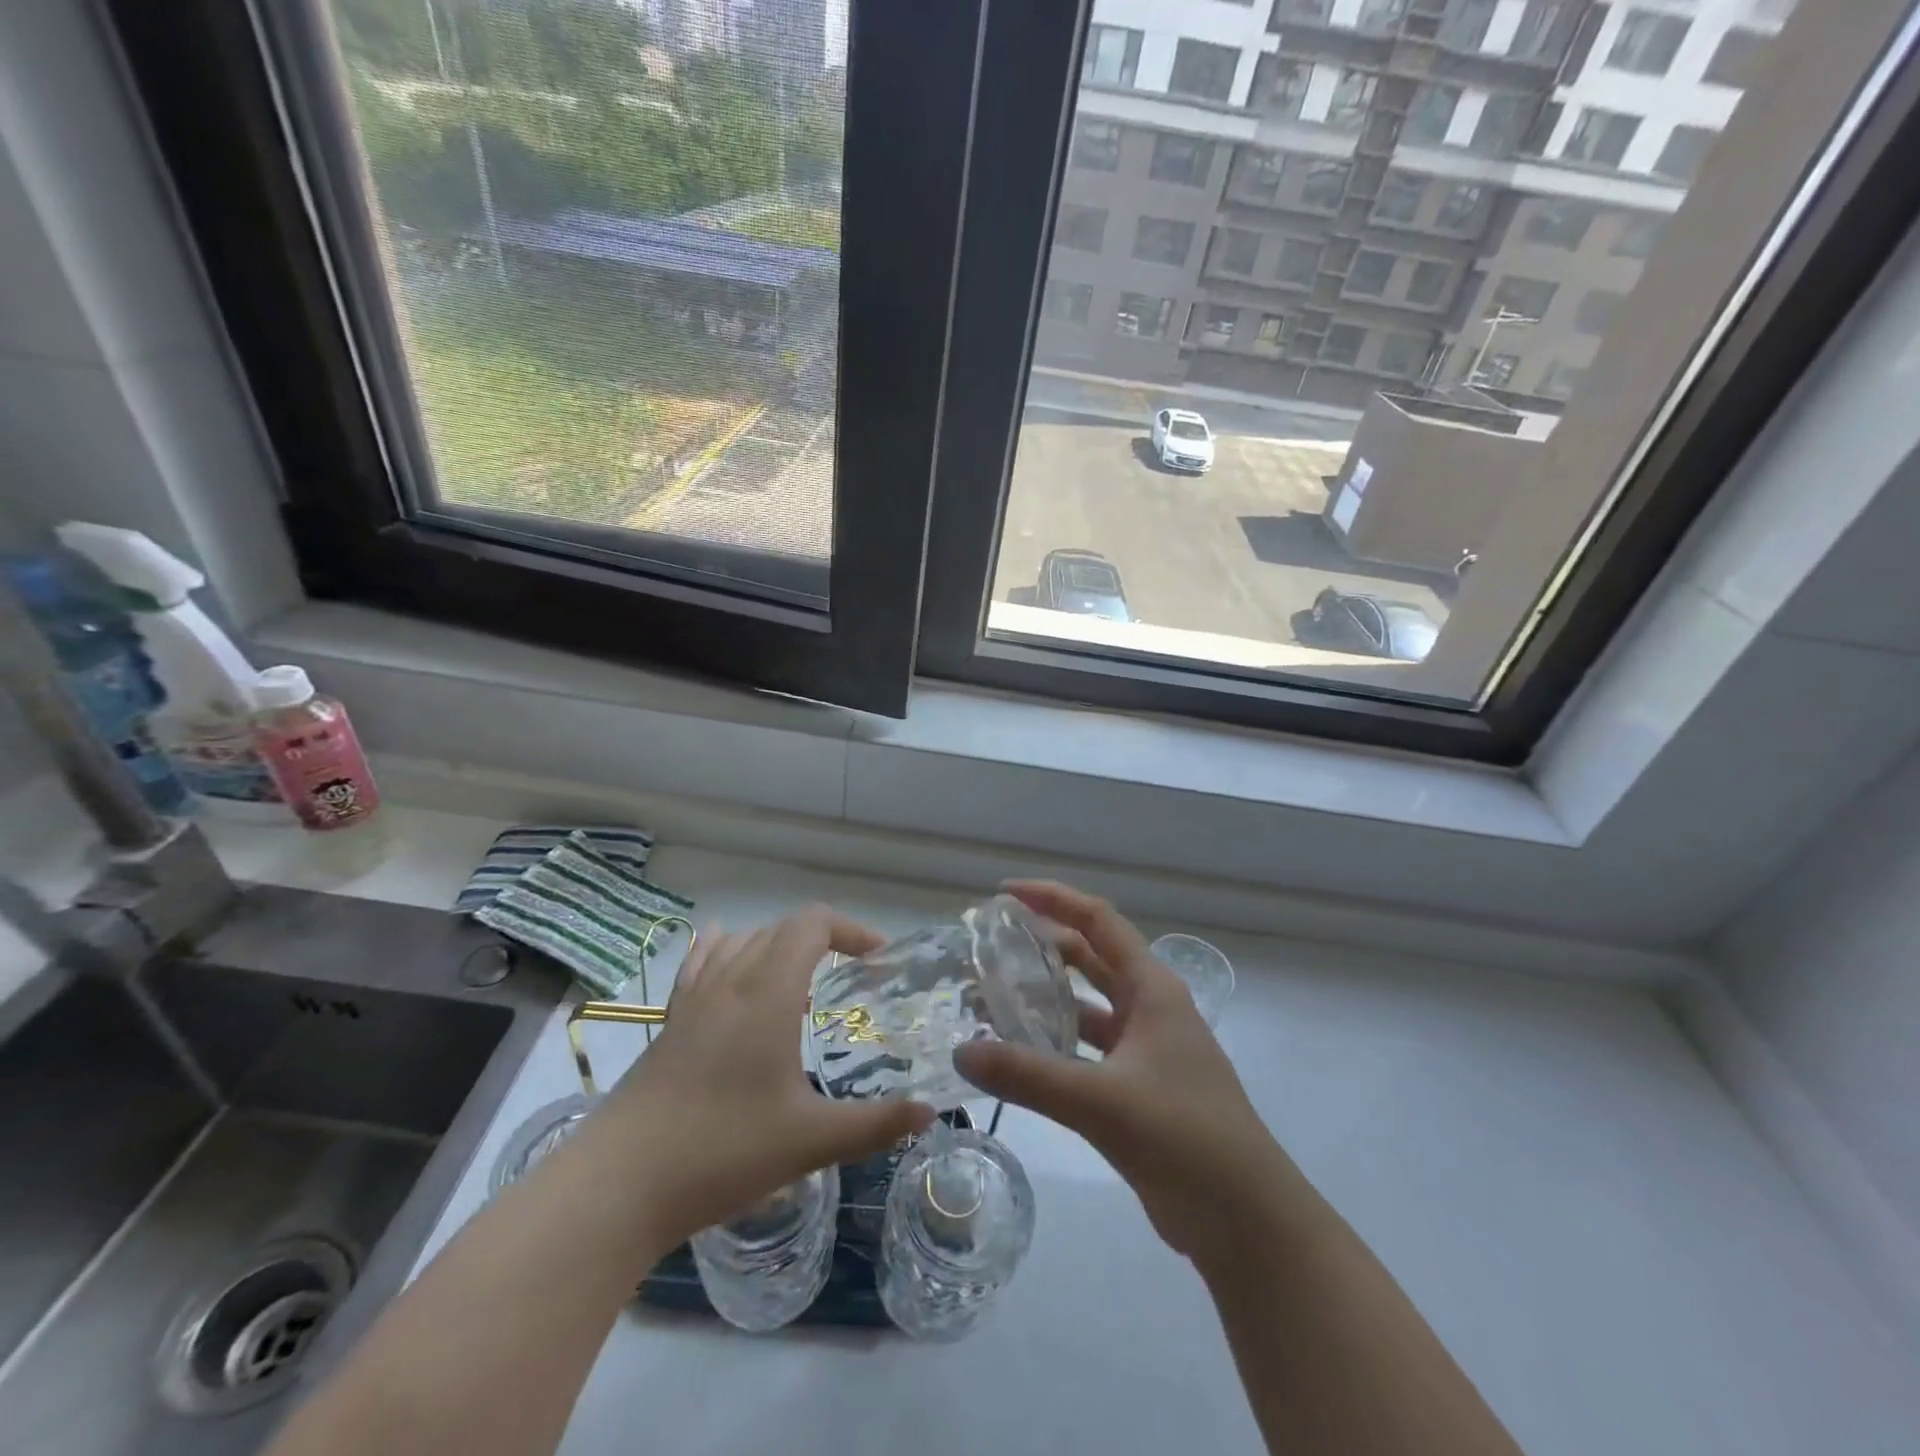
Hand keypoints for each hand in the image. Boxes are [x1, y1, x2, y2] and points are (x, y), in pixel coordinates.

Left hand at [602, 905, 933, 1245]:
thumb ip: (876, 1124)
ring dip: (780, 947)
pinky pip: (702, 962)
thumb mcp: (810, 1142)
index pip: (813, 924)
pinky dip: (729, 952)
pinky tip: (733, 976)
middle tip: (852, 980)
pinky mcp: (669, 1020)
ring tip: (802, 988)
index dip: (853, 930)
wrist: (618, 1185)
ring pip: (743, 940)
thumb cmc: (721, 1153)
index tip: (879, 961)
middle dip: (824, 940)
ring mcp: (694, 998)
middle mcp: (731, 980)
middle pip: (782, 927)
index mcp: (769, 993)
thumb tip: (929, 1112)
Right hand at [955, 881, 1300, 1266]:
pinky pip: (1085, 1050)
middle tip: (988, 946)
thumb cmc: (1186, 1138)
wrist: (1247, 1222)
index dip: (1052, 899)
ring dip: (1043, 997)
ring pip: (1085, 1006)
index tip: (1004, 895)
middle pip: (1089, 957)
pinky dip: (1052, 1044)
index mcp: (1151, 988)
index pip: (1098, 920)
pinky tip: (1016, 1055)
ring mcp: (1144, 1049)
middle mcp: (1148, 1007)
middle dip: (1041, 945)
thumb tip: (962, 1053)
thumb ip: (1029, 1076)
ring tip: (989, 997)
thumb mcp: (1103, 1102)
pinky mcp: (1136, 1088)